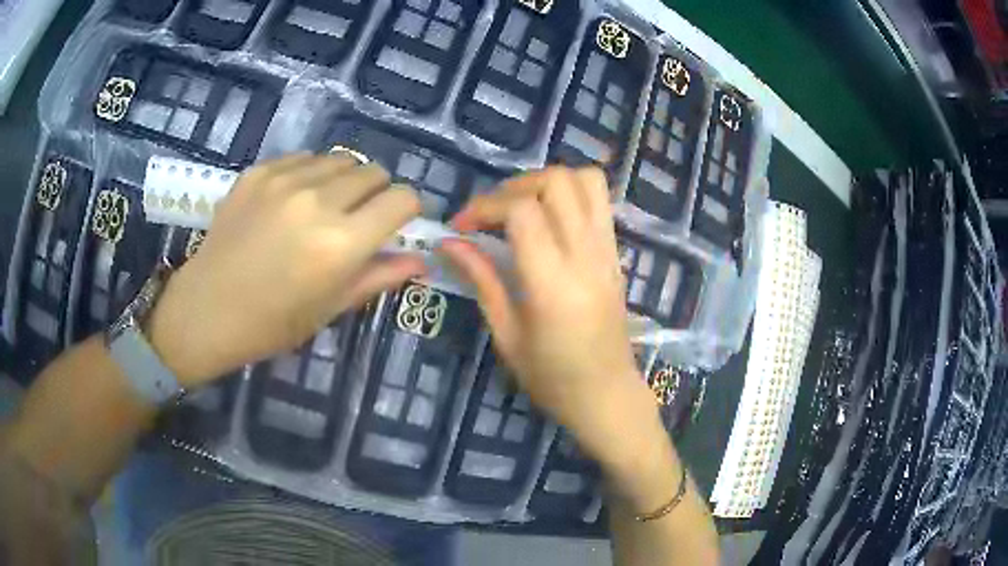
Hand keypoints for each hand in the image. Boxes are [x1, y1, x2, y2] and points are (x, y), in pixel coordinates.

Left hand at [146, 154, 425, 387]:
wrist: (206, 310)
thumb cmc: (271, 323)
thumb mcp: (330, 308)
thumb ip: (379, 277)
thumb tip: (421, 260)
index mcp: (341, 243)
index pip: (402, 199)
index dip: (407, 209)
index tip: (396, 223)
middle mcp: (318, 201)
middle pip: (374, 171)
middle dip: (376, 193)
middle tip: (357, 219)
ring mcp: (285, 180)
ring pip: (340, 159)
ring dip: (344, 180)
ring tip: (323, 207)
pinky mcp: (259, 171)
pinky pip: (304, 158)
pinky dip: (311, 174)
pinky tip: (292, 202)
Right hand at [440, 167, 660, 467]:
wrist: (607, 395)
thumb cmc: (552, 378)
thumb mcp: (507, 335)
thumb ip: (481, 280)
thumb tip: (449, 243)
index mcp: (553, 283)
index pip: (522, 211)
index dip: (485, 206)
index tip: (462, 226)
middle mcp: (586, 256)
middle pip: (557, 182)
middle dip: (515, 186)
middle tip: (492, 214)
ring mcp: (608, 251)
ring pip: (586, 180)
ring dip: (547, 183)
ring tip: (522, 207)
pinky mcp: (616, 253)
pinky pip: (599, 201)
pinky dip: (570, 194)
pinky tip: (549, 221)